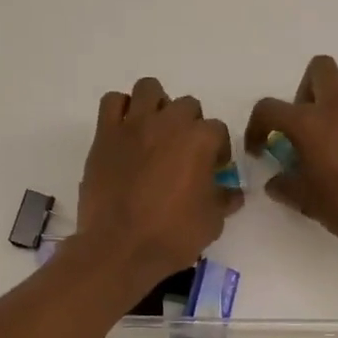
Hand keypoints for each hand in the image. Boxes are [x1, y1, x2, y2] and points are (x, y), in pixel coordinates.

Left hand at [75, 76, 240, 286]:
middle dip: (190, 125)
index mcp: (199, 140)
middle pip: (187, 106)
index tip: (213, 170)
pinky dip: (121, 110)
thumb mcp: (212, 222)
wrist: (120, 248)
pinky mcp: (105, 135)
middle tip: (184, 153)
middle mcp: (168, 123)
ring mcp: (133, 125)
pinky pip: (112, 102)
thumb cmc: (172, 236)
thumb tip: (233, 192)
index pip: (217, 130)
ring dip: (157, 105)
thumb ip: (224, 199)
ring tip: (155, 131)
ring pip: (149, 89)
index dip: (218, 150)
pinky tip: (126, 131)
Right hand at [244, 55, 337, 246]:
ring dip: (334, 114)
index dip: (257, 126)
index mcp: (310, 122)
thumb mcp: (308, 203)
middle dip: (305, 90)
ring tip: (335, 153)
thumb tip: (276, 182)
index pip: (269, 108)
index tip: (260, 149)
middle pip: (319, 69)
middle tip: (305, 126)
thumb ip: (286, 187)